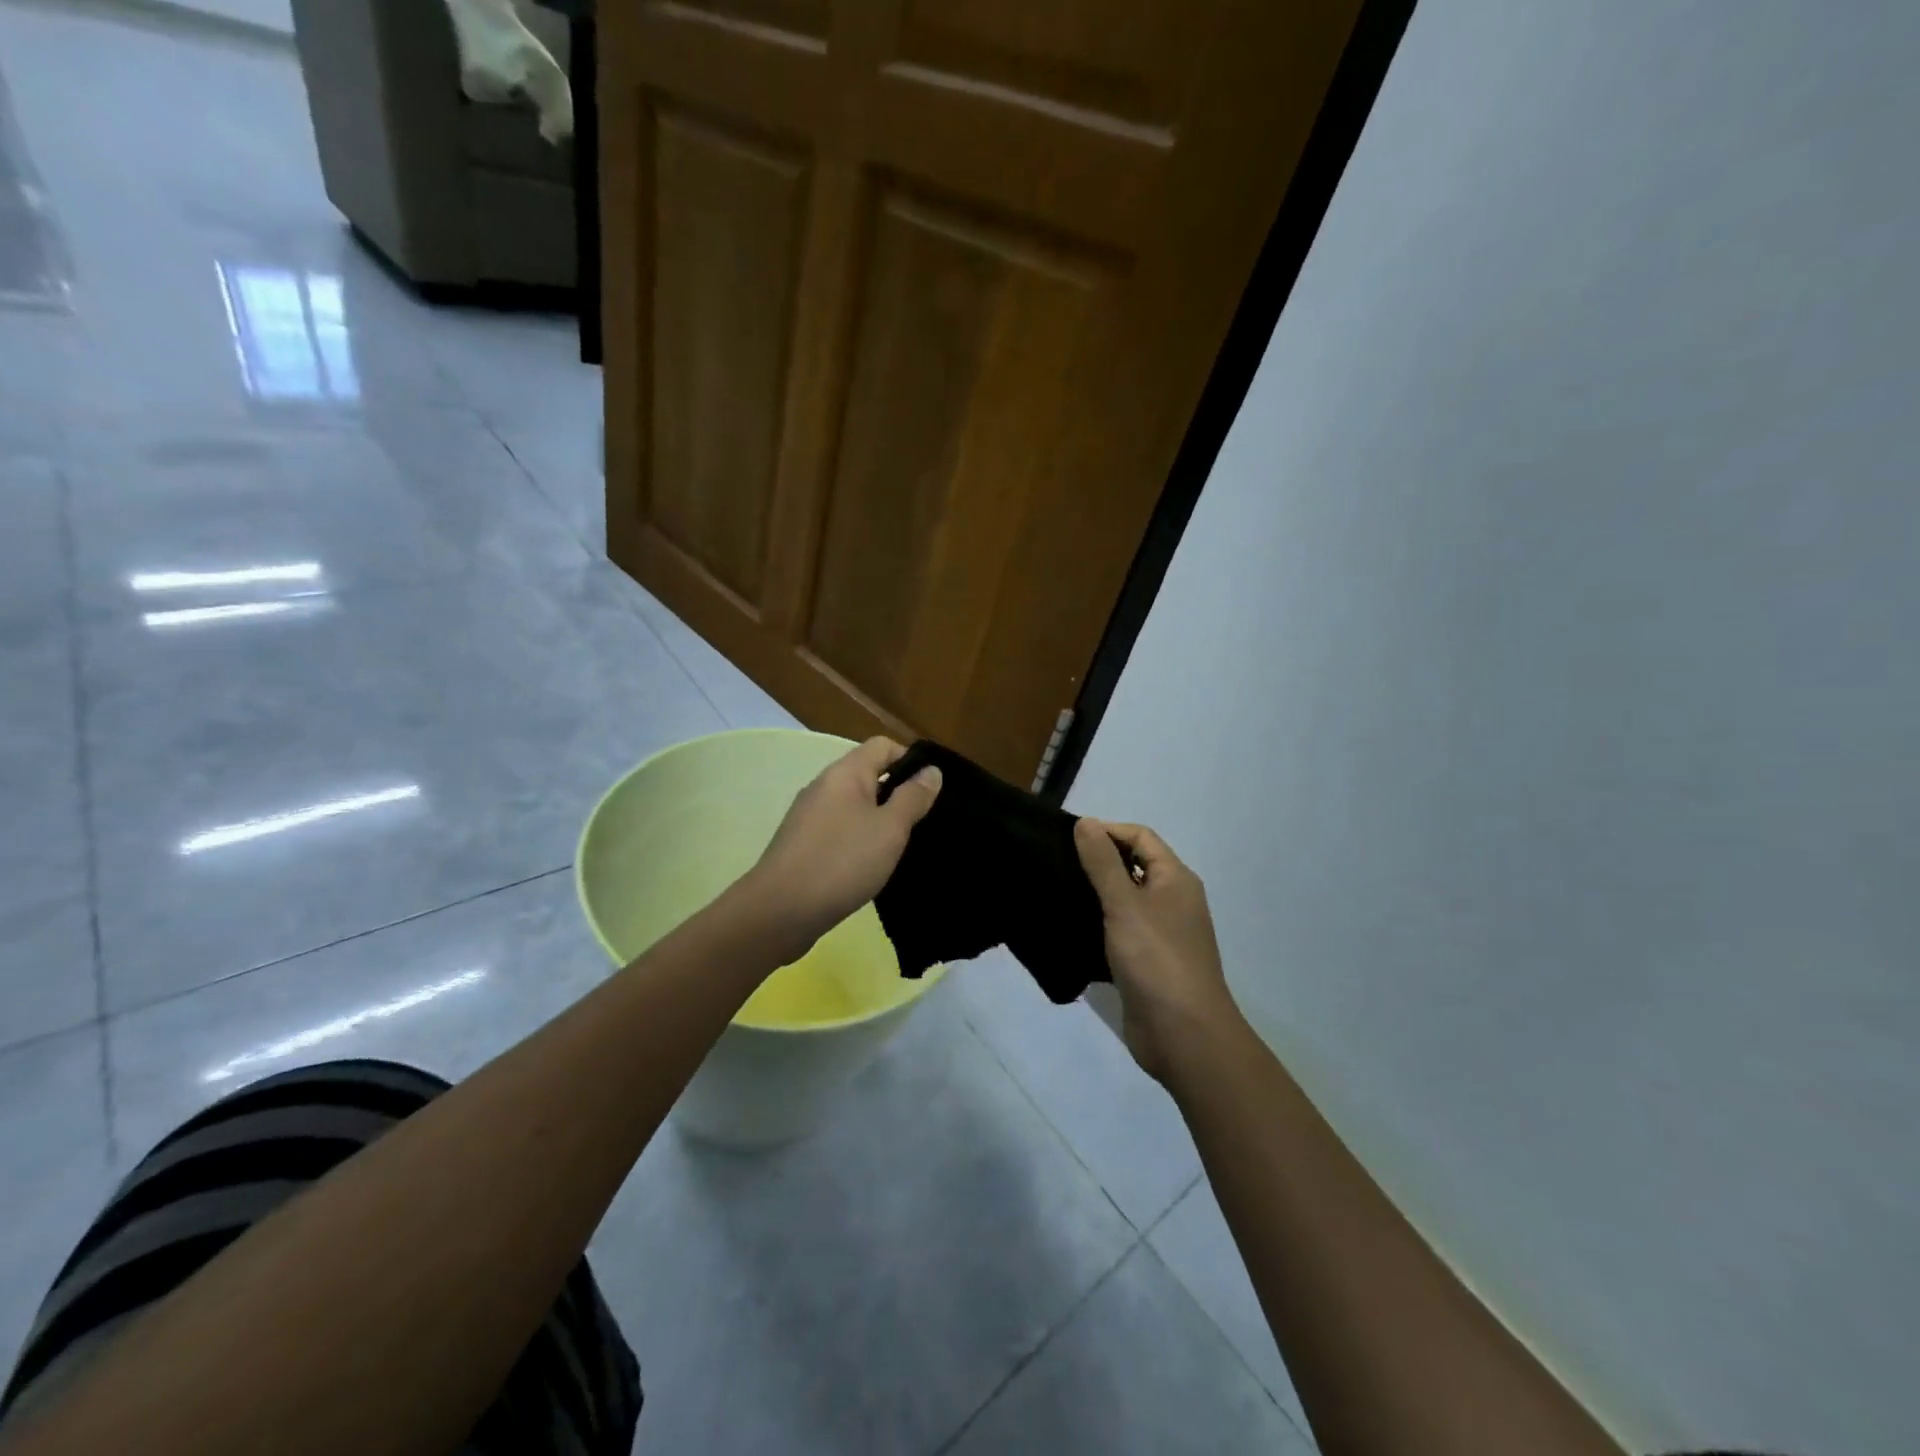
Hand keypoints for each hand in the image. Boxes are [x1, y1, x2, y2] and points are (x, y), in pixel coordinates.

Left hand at [746, 737, 941, 959]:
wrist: (779, 912)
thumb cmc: (842, 862)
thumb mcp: (889, 829)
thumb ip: (913, 797)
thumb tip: (931, 770)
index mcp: (844, 773)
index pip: (883, 746)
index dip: (911, 760)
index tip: (932, 790)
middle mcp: (823, 787)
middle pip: (868, 774)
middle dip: (898, 792)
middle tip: (925, 821)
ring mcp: (809, 817)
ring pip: (854, 805)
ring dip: (879, 819)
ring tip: (904, 845)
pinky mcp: (802, 845)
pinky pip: (840, 830)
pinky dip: (860, 840)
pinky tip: (872, 865)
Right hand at [1074, 818, 1245, 1084]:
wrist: (1183, 1035)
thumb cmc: (1156, 959)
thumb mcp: (1125, 904)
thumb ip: (1102, 863)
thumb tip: (1086, 821)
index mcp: (1175, 879)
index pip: (1140, 837)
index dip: (1107, 831)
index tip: (1067, 839)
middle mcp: (1172, 901)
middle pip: (1133, 867)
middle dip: (1097, 862)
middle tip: (1056, 864)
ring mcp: (1161, 934)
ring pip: (1124, 902)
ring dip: (1095, 895)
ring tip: (1056, 892)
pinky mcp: (1147, 963)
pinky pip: (1120, 932)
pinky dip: (1098, 927)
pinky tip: (1069, 930)